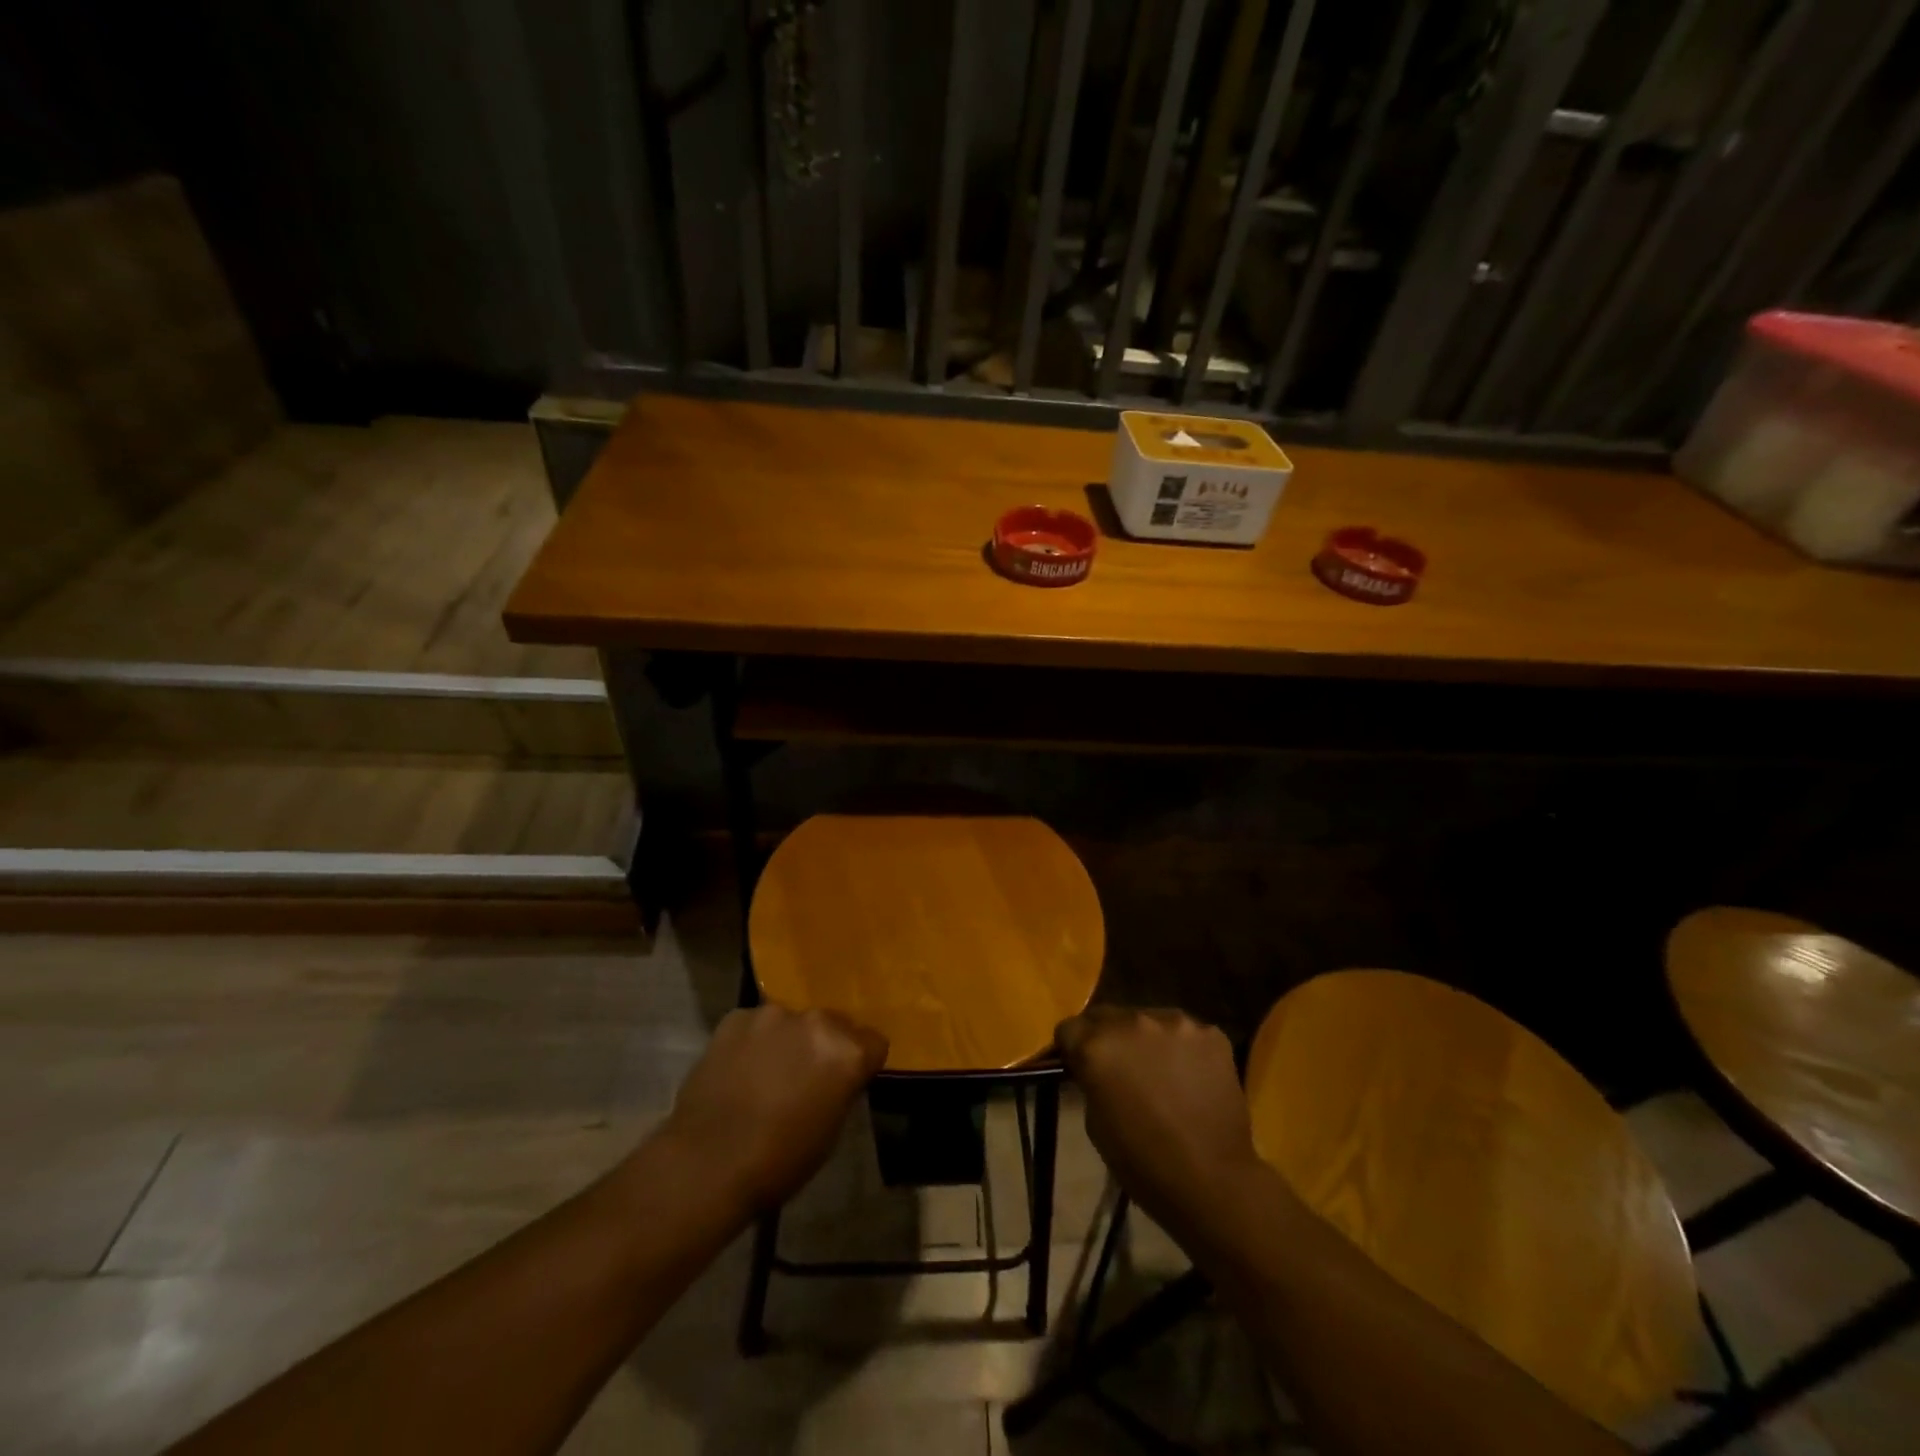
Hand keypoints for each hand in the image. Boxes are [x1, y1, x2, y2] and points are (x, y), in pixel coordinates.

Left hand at [658, 1004, 887, 1212]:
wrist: (706, 1163)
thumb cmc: (778, 1161)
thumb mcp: (830, 1132)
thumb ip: (840, 1089)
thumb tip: (835, 1078)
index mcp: (847, 1051)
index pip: (874, 1042)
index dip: (862, 1063)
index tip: (848, 1081)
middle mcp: (816, 1020)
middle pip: (834, 1024)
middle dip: (824, 1046)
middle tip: (806, 1077)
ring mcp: (773, 1014)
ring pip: (791, 1022)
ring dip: (787, 1040)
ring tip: (767, 1074)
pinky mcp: (736, 1017)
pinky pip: (755, 1025)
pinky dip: (752, 1042)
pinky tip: (738, 1071)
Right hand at [1056, 1007, 1268, 1242]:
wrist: (1212, 1181)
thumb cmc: (1142, 1162)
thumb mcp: (1095, 1122)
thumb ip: (1091, 1080)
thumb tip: (1096, 1068)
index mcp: (1097, 1045)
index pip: (1069, 1028)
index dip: (1072, 1048)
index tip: (1080, 1066)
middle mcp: (1132, 1022)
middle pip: (1107, 1016)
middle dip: (1108, 1038)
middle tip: (1120, 1068)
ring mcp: (1175, 1022)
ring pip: (1148, 1020)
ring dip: (1146, 1040)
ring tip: (1161, 1072)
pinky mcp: (1210, 1033)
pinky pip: (1186, 1033)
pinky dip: (1182, 1049)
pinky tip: (1191, 1077)